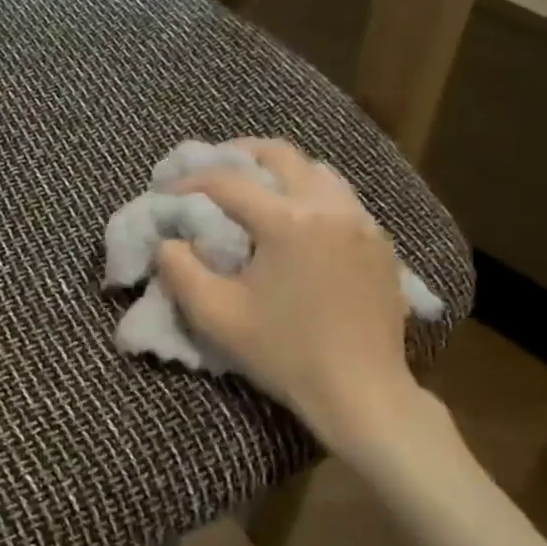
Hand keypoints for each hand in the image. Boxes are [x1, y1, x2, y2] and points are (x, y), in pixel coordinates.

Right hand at [155, 139, 429, 453]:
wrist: (361, 391)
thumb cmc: (284, 353)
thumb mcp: (215, 315)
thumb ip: (179, 270)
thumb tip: (167, 241)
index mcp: (288, 221)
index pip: (228, 182)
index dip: (191, 181)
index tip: (167, 191)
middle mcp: (329, 207)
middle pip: (279, 154)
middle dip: (238, 155)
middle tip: (211, 171)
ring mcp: (361, 222)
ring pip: (315, 170)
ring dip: (278, 171)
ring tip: (253, 189)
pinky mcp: (379, 243)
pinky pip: (340, 198)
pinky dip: (309, 194)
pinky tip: (295, 222)